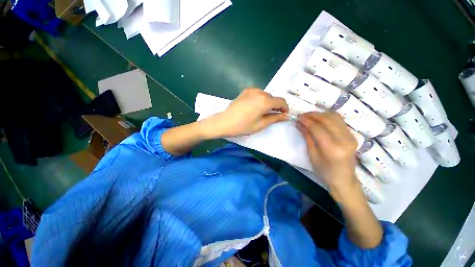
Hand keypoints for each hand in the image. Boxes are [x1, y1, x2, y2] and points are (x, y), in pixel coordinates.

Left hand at [208, 88, 289, 137]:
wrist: (224, 122)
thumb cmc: (243, 126)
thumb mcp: (261, 124)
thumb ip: (275, 118)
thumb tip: (286, 116)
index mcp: (265, 101)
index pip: (281, 101)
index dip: (285, 108)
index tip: (282, 116)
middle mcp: (260, 92)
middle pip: (273, 98)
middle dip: (275, 107)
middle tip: (270, 117)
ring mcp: (251, 90)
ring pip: (266, 96)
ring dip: (267, 103)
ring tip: (260, 113)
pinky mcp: (245, 91)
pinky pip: (258, 94)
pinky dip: (260, 100)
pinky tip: (253, 108)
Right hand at [297, 112, 358, 197]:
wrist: (344, 179)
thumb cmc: (324, 171)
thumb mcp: (312, 155)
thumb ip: (307, 137)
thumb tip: (299, 123)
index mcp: (332, 149)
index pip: (318, 128)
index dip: (306, 121)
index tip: (297, 117)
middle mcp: (344, 140)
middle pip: (327, 119)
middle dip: (313, 115)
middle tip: (302, 115)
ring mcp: (351, 137)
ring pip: (335, 117)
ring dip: (320, 114)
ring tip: (309, 116)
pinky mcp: (352, 135)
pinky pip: (339, 120)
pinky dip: (328, 117)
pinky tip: (320, 119)